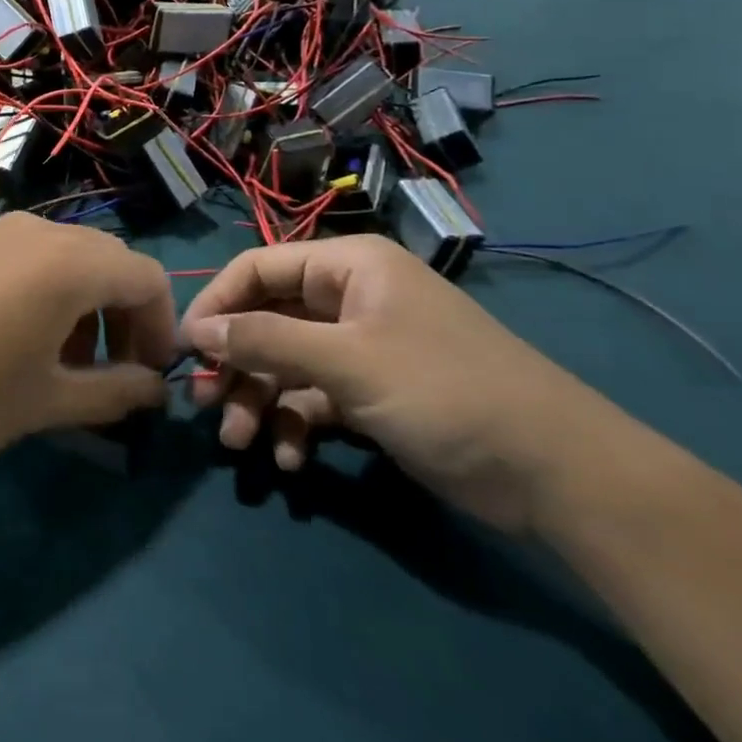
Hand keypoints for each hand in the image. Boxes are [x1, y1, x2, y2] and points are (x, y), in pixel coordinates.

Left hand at [0, 214, 175, 473]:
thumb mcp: (46, 401)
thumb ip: (114, 393)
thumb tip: (155, 389)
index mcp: (71, 260)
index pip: (148, 278)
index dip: (162, 327)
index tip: (149, 377)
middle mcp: (40, 231)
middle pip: (109, 262)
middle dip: (124, 317)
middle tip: (112, 374)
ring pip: (68, 260)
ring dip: (85, 307)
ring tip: (64, 365)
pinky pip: (29, 259)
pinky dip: (48, 294)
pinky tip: (19, 342)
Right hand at [180, 235, 623, 533]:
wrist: (557, 474)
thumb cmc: (444, 391)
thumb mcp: (346, 361)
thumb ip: (264, 341)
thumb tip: (196, 330)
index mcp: (346, 267)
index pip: (257, 268)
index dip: (216, 303)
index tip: (184, 348)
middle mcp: (348, 298)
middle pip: (267, 319)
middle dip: (235, 364)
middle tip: (204, 404)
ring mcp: (360, 347)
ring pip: (285, 363)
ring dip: (258, 401)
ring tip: (240, 444)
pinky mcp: (371, 392)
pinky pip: (313, 398)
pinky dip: (295, 425)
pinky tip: (291, 462)